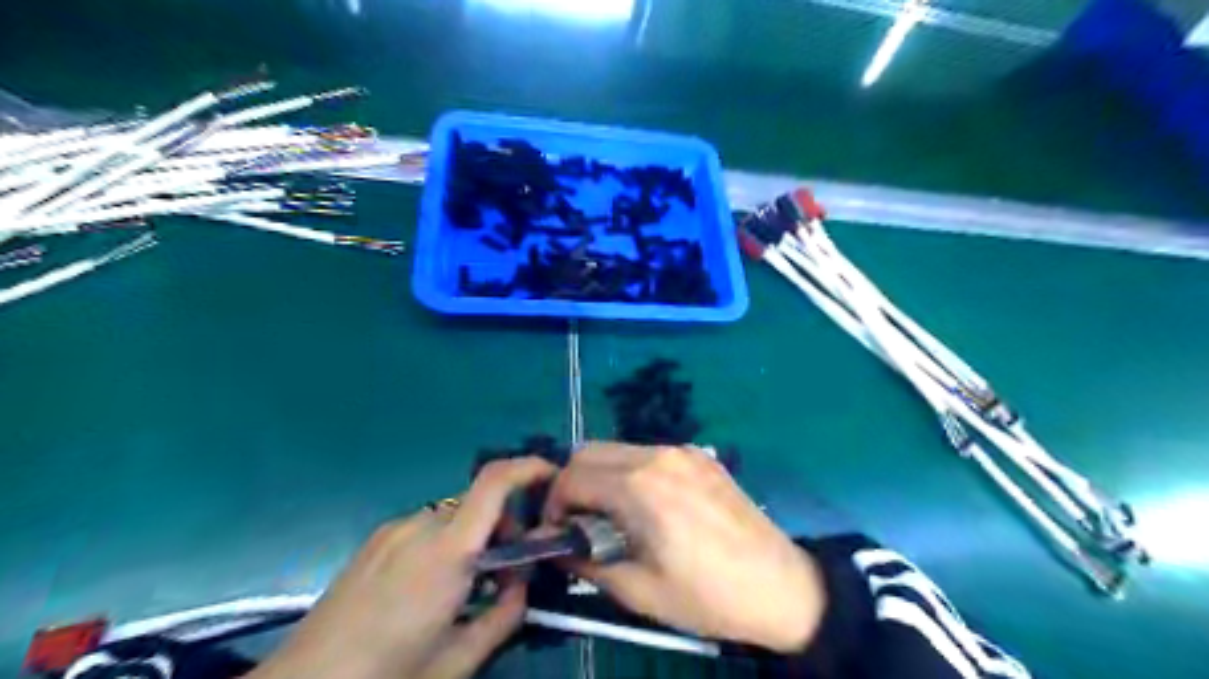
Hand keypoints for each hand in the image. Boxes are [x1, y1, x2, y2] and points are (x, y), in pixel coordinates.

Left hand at [258, 455, 558, 677]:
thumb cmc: (386, 677)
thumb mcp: (458, 660)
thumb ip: (505, 616)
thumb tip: (522, 586)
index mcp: (447, 551)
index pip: (494, 482)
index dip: (529, 467)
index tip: (554, 476)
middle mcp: (421, 525)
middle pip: (480, 503)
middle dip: (506, 527)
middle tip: (508, 574)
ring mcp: (393, 530)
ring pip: (455, 516)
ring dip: (475, 538)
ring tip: (468, 587)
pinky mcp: (375, 540)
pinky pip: (428, 527)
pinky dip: (448, 543)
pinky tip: (432, 587)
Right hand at [544, 444, 826, 654]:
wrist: (780, 585)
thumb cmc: (706, 595)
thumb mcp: (638, 591)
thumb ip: (586, 562)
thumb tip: (555, 546)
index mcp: (638, 486)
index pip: (571, 477)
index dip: (553, 504)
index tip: (558, 532)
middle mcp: (657, 455)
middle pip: (589, 451)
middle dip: (572, 484)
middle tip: (579, 522)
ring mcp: (681, 451)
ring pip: (618, 449)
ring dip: (602, 476)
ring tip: (612, 516)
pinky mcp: (700, 456)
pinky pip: (648, 453)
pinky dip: (630, 472)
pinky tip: (647, 506)